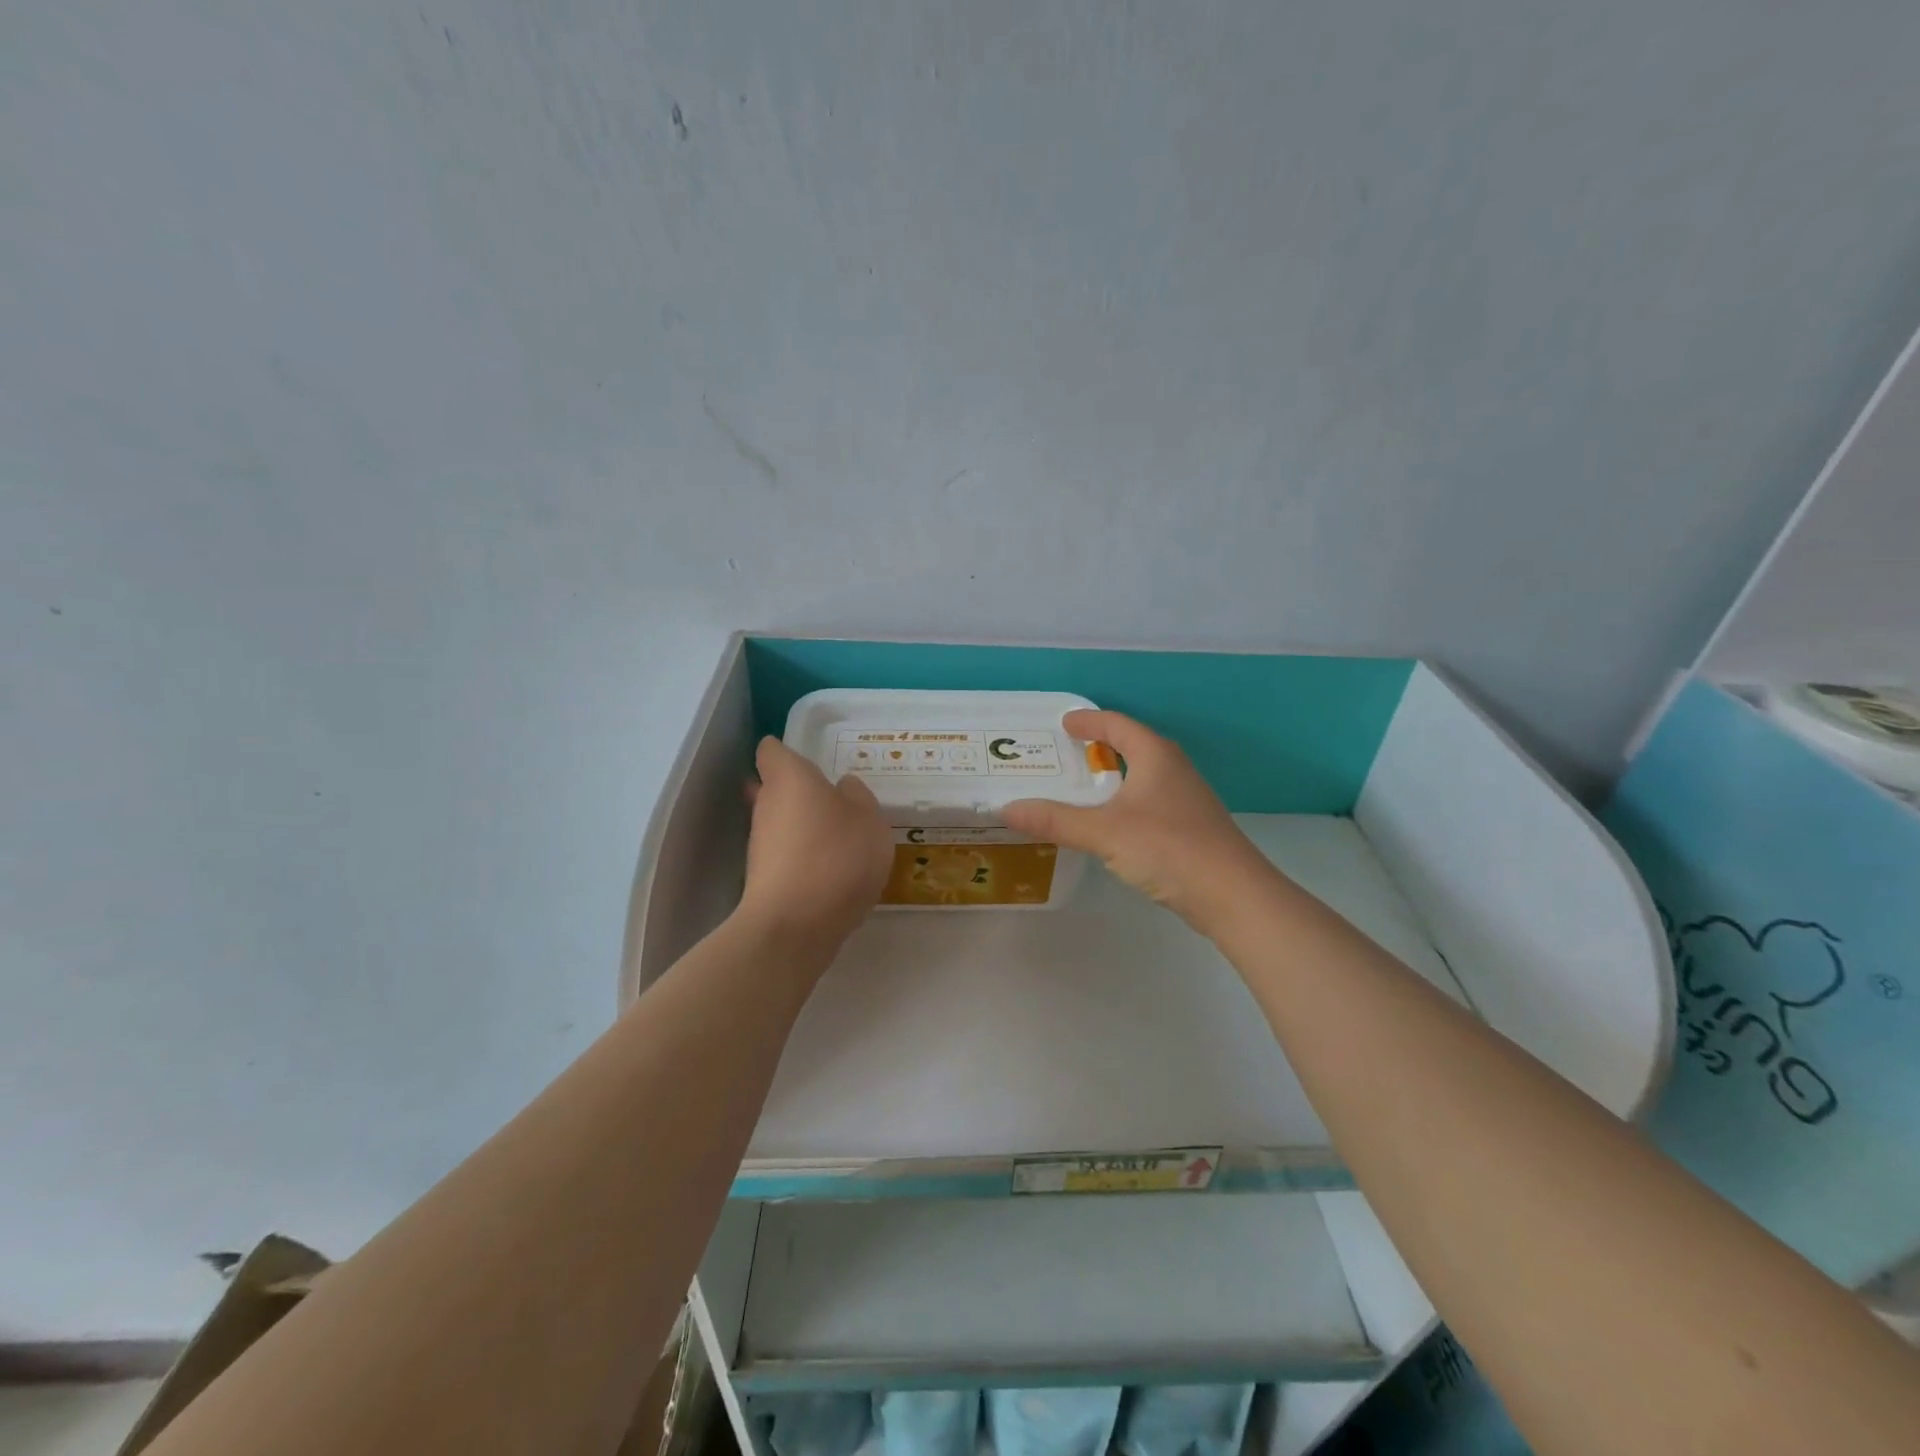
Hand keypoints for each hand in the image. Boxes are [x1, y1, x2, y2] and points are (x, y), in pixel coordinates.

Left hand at [740, 737, 892, 949]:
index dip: (786, 752)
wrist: (795, 926)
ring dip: (805, 828)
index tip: (809, 761)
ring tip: (842, 842)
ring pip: (781, 824)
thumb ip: (858, 798)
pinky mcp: (762, 879)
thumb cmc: (836, 856)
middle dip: (801, 793)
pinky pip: (786, 856)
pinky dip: (804, 859)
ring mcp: (760, 845)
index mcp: (790, 778)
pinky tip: (832, 874)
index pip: (772, 751)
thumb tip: (843, 787)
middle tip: (837, 803)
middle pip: (776, 789)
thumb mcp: (869, 820)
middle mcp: (766, 805)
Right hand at [1004, 710, 1273, 929]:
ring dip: (1113, 777)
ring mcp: (1186, 800)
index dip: (1089, 721)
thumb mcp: (1105, 832)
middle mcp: (1173, 769)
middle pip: (1132, 746)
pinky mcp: (1190, 828)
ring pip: (1142, 776)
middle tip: (1065, 754)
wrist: (1233, 895)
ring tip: (1081, 787)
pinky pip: (1148, 802)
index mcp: (1155, 756)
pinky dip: (1124, 802)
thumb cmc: (1168, 848)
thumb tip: (1006, 808)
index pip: (1118, 725)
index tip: (1064, 723)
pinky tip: (1110, 825)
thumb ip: (1056, 820)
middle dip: (1100, 746)